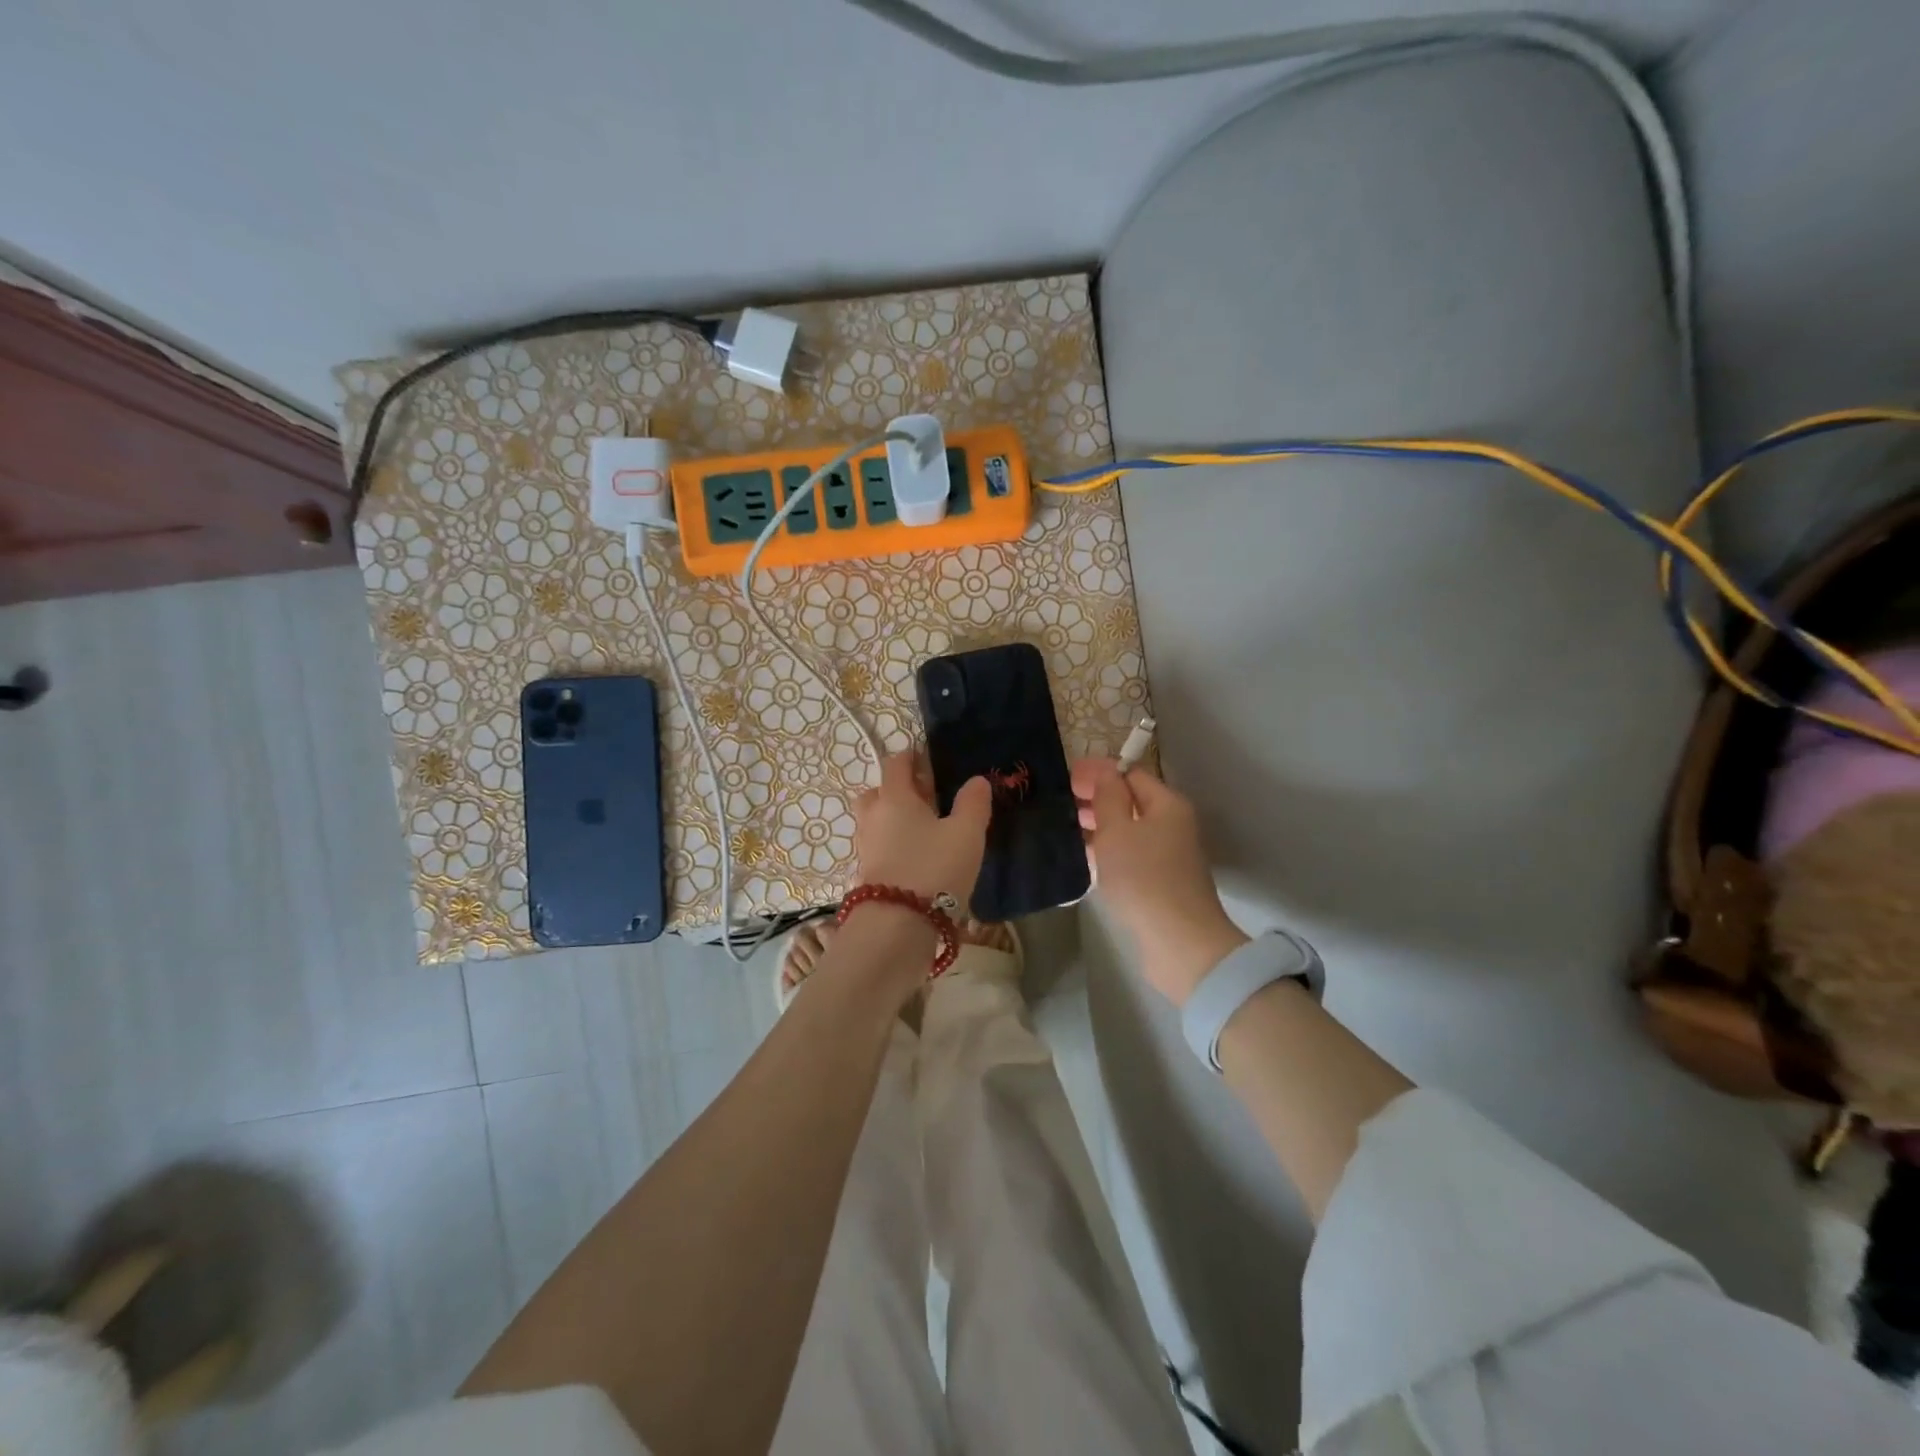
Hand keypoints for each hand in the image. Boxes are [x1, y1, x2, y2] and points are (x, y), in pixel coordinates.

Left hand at [854, 751, 990, 903]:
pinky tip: (917, 858)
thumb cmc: (934, 868)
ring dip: (895, 819)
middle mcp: (873, 817)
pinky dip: (894, 845)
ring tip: (925, 831)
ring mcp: (865, 847)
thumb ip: (973, 803)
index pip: (895, 764)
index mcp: (894, 797)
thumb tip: (977, 780)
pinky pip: (879, 847)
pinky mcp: (867, 874)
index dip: (910, 757)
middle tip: (926, 798)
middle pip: (878, 792)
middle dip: (898, 790)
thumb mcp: (966, 834)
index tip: (927, 758)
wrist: (898, 926)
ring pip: (876, 821)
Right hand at [1072, 758, 1246, 1006]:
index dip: (1098, 772)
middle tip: (1058, 801)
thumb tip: (1104, 771)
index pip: (1130, 774)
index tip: (1064, 776)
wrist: (1178, 944)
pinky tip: (1080, 857)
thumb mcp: (1117, 830)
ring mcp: (1166, 856)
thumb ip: (1108, 796)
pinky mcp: (1158, 882)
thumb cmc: (1143, 878)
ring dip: (1098, 825)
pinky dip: (1105, 851)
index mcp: (1167, 804)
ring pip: (1127, 830)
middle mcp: (1171, 825)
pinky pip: (1127, 855)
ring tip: (1062, 827)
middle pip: (1130, 800)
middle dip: (1095, 798)